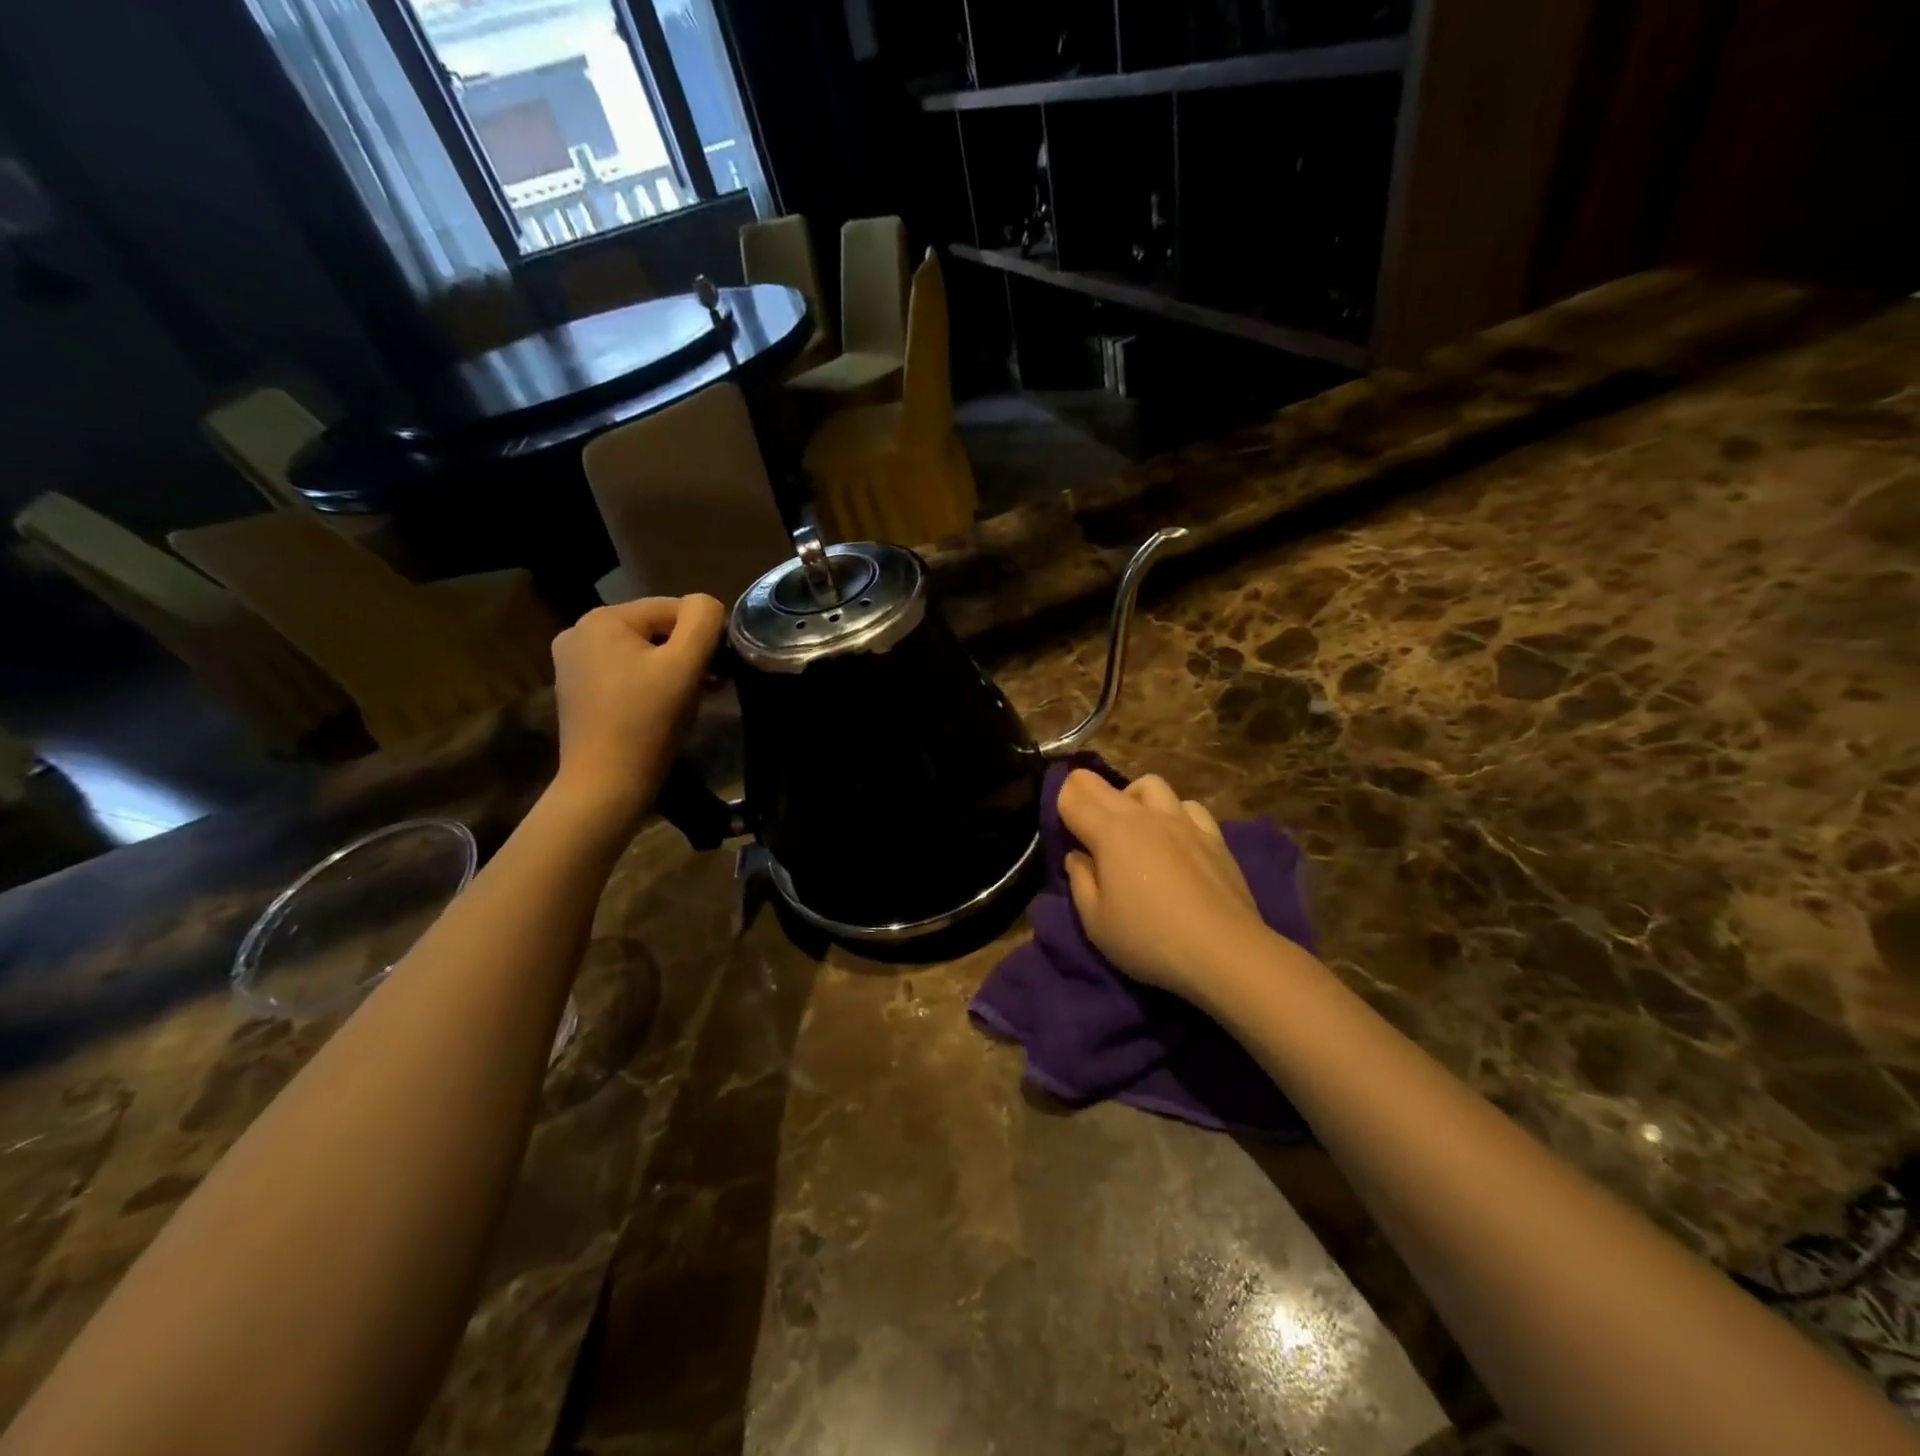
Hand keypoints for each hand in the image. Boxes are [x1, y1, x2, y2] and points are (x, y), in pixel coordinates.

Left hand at [549, 596, 724, 822]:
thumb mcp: (685, 665)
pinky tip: (658, 709)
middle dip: (685, 653)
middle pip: (655, 629)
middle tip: (708, 687)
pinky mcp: (575, 690)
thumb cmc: (648, 722)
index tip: (720, 671)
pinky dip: (647, 683)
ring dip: (670, 669)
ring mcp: (571, 663)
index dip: (704, 636)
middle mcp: (578, 631)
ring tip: (686, 700)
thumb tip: (708, 605)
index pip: (673, 608)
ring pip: (641, 652)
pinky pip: (623, 672)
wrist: (606, 786)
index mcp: (602, 618)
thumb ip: (703, 622)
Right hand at [1057, 770, 1273, 1008]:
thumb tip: (1077, 857)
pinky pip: (1187, 806)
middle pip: (1105, 785)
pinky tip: (1173, 835)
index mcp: (1109, 832)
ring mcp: (1182, 821)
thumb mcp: (1095, 922)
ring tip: (1130, 822)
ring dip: (1132, 796)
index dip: (1060, 799)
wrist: (1224, 950)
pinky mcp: (1212, 836)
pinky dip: (1173, 812)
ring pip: (1150, 785)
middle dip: (1085, 790)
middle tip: (1080, 814)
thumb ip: (1081, 882)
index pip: (1074, 797)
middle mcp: (1143, 816)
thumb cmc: (1149, 939)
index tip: (1058, 817)